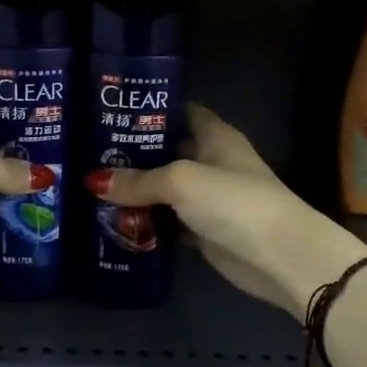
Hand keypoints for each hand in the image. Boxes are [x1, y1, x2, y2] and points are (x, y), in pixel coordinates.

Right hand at [86, 105, 366, 318]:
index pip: (178, 111)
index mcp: (214, 135)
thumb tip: (93, 181)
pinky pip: (167, 221)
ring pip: (163, 188)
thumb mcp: (181, 181)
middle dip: (131, 153)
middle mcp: (210, 160)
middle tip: (86, 153)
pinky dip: (145, 222)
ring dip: (134, 191)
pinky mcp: (203, 230)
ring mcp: (207, 197)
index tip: (108, 111)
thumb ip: (139, 180)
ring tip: (90, 186)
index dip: (147, 110)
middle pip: (165, 151)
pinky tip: (112, 221)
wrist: (280, 256)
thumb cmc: (234, 201)